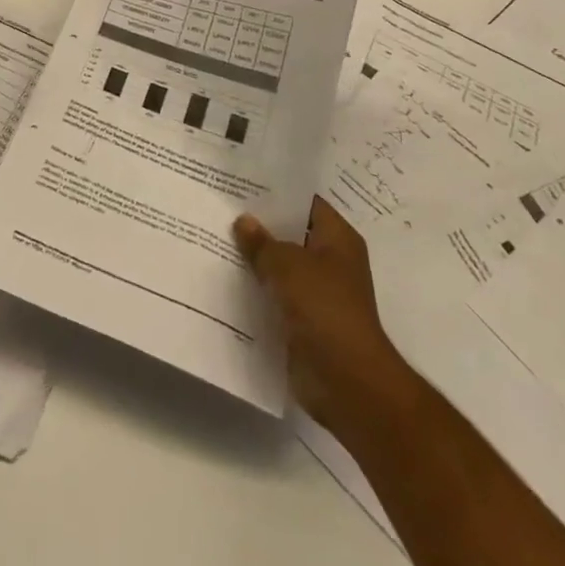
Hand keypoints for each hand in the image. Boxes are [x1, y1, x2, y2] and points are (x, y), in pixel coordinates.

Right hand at [235, 197, 406, 430]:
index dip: (277, 192)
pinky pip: (276, 298)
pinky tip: (225, 280)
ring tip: (217, 239)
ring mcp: (319, 294)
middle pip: (292, 235)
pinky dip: (257, 292)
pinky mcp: (305, 323)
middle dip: (261, 226)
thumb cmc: (324, 309)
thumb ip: (262, 242)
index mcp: (338, 239)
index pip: (306, 203)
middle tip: (222, 208)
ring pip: (281, 268)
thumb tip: (243, 221)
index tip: (244, 182)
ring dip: (256, 261)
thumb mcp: (287, 265)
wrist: (347, 382)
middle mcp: (331, 262)